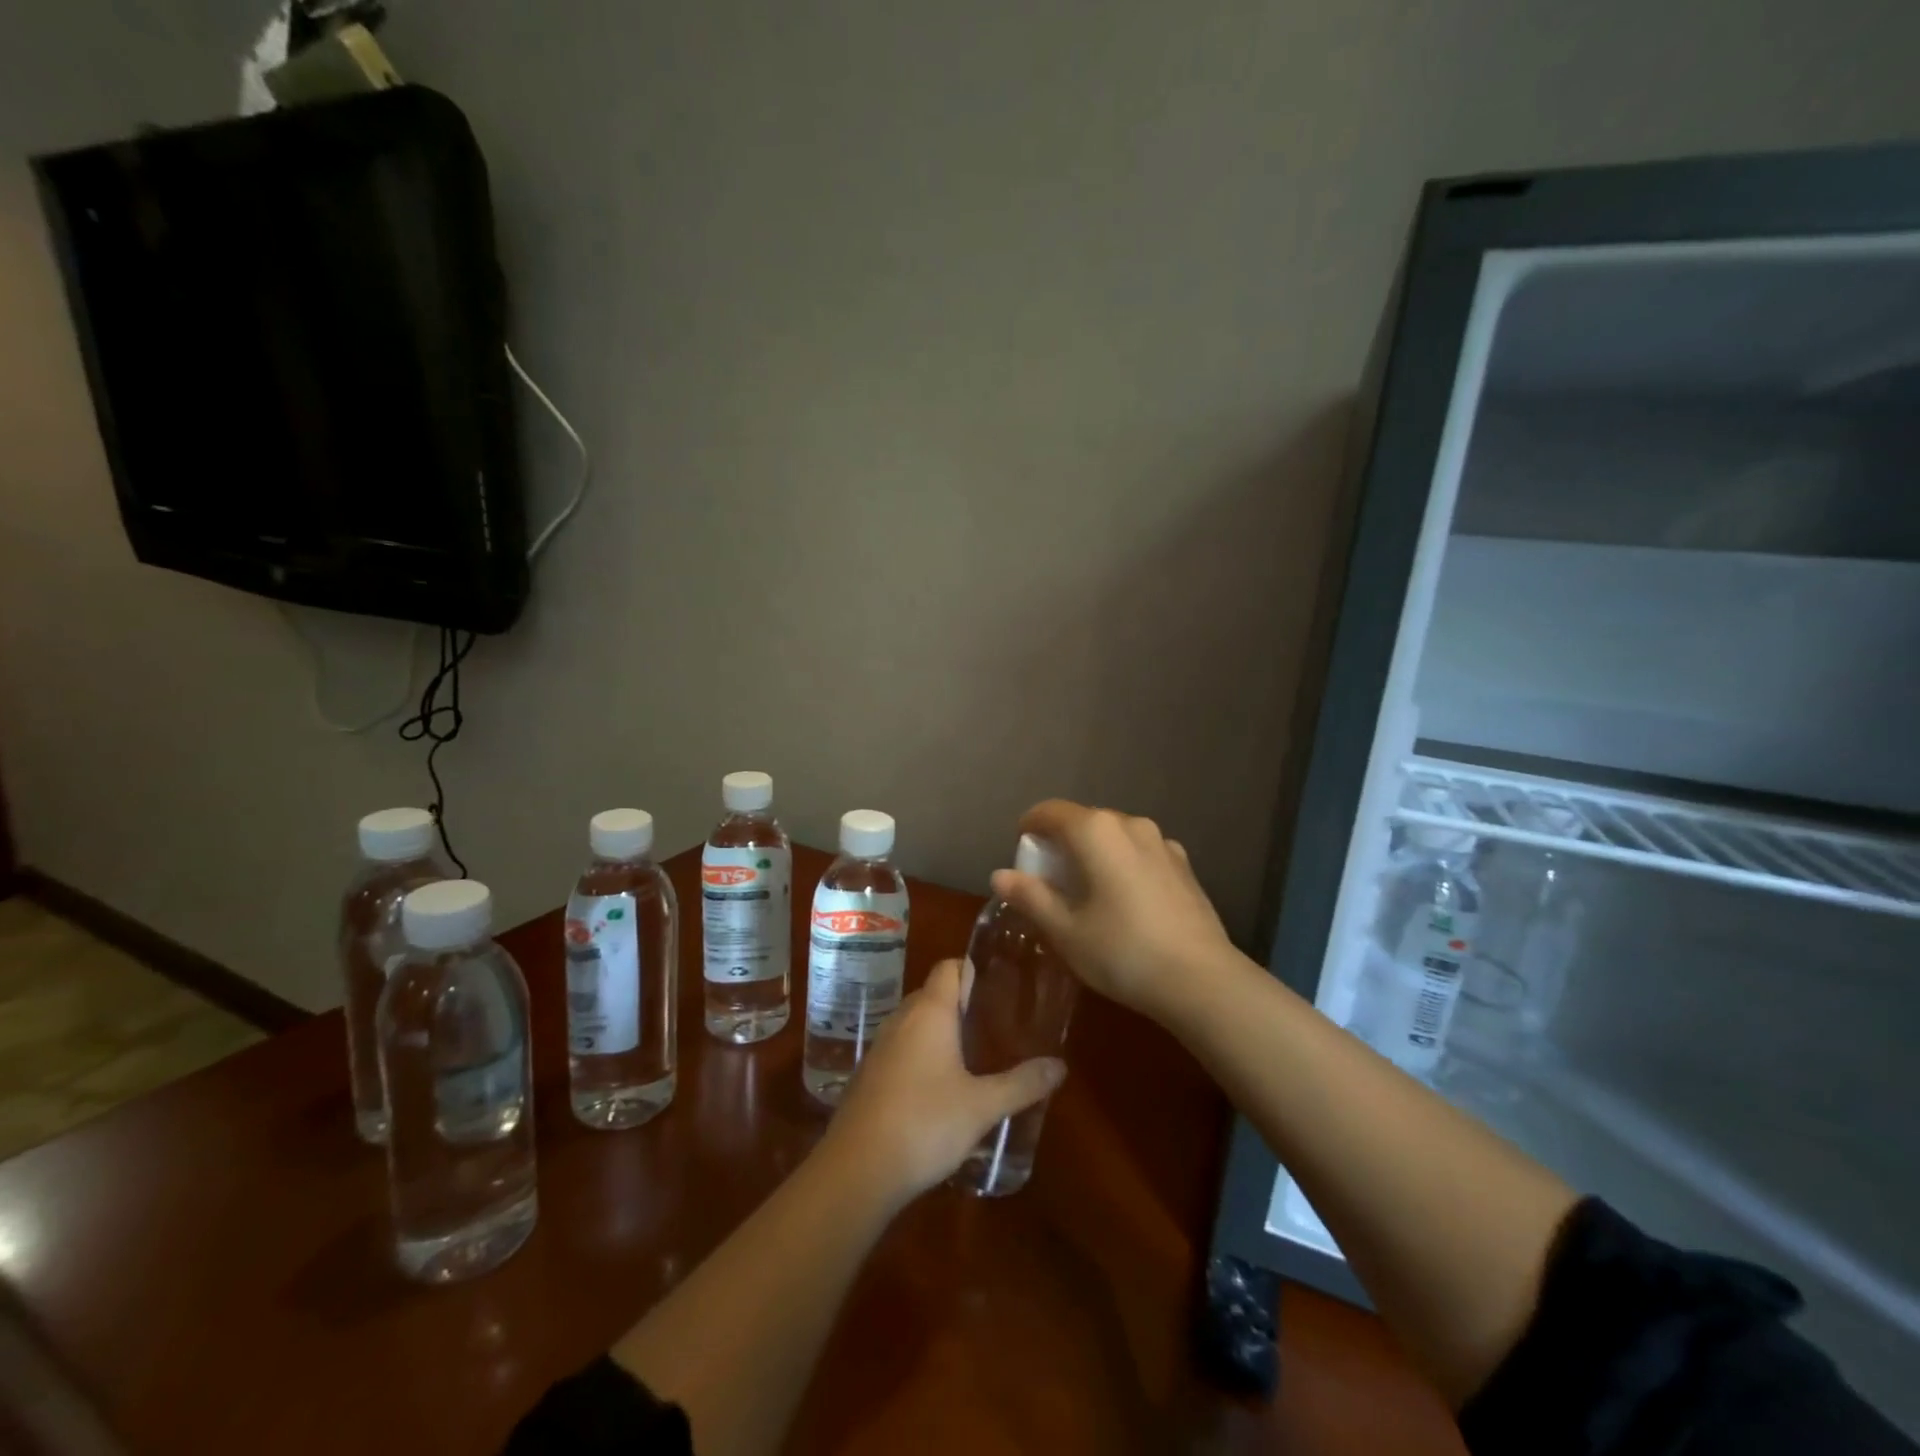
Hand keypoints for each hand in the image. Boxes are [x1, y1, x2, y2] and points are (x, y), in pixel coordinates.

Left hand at [823, 958, 1065, 1203]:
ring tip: (973, 1054)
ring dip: (940, 1031)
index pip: (950, 967)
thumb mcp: (982, 1106)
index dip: (973, 969)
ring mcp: (880, 1047)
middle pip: (933, 993)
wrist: (857, 1169)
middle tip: (995, 1023)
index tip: (1000, 986)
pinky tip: (939, 1087)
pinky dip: (921, 1055)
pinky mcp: (868, 1075)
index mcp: (930, 1012)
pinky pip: (900, 1049)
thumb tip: (1059, 1066)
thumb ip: (1022, 1084)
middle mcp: (902, 1019)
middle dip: (961, 1003)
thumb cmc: (925, 1124)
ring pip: (915, 1023)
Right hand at [989, 800, 1235, 1021]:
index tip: (1021, 854)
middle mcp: (1129, 824)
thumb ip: (1030, 896)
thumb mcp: (1064, 930)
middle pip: (1083, 821)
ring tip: (1089, 893)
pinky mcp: (1184, 864)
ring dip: (1094, 854)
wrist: (1201, 980)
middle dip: (1061, 843)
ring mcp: (1162, 842)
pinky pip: (1140, 853)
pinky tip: (1126, 903)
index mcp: (1095, 831)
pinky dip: (1123, 865)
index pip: (1049, 811)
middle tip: (1050, 882)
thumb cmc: (1121, 951)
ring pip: (1114, 836)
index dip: (1029, 828)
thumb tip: (1000, 874)